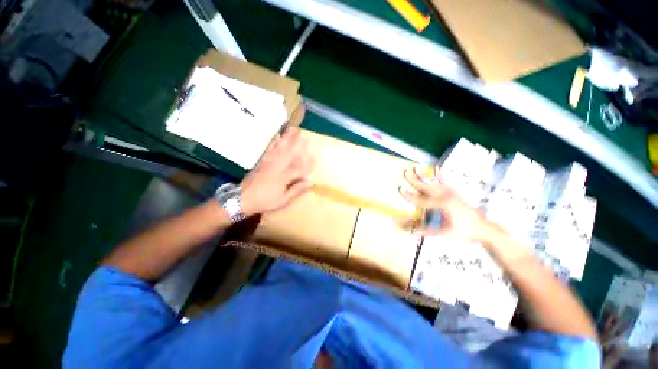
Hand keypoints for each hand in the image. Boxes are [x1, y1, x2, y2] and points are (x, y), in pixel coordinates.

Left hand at [240, 127, 312, 215]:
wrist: (242, 199)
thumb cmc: (265, 201)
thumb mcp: (283, 200)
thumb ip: (296, 190)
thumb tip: (310, 182)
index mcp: (282, 177)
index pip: (298, 168)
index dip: (307, 163)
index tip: (315, 156)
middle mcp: (276, 167)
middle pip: (288, 152)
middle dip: (296, 142)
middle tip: (302, 132)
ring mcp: (268, 163)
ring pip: (279, 148)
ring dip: (286, 138)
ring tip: (292, 129)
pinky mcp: (261, 162)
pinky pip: (269, 150)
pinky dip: (274, 142)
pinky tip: (277, 136)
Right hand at [399, 167, 498, 242]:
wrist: (484, 229)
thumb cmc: (463, 232)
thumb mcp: (444, 233)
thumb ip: (426, 231)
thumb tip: (411, 231)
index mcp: (441, 205)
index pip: (420, 200)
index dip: (409, 196)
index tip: (400, 189)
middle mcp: (445, 197)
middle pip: (426, 187)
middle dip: (414, 179)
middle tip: (406, 171)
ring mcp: (451, 194)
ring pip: (434, 184)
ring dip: (424, 176)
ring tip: (416, 169)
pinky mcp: (456, 195)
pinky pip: (447, 184)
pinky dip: (441, 177)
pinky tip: (437, 172)